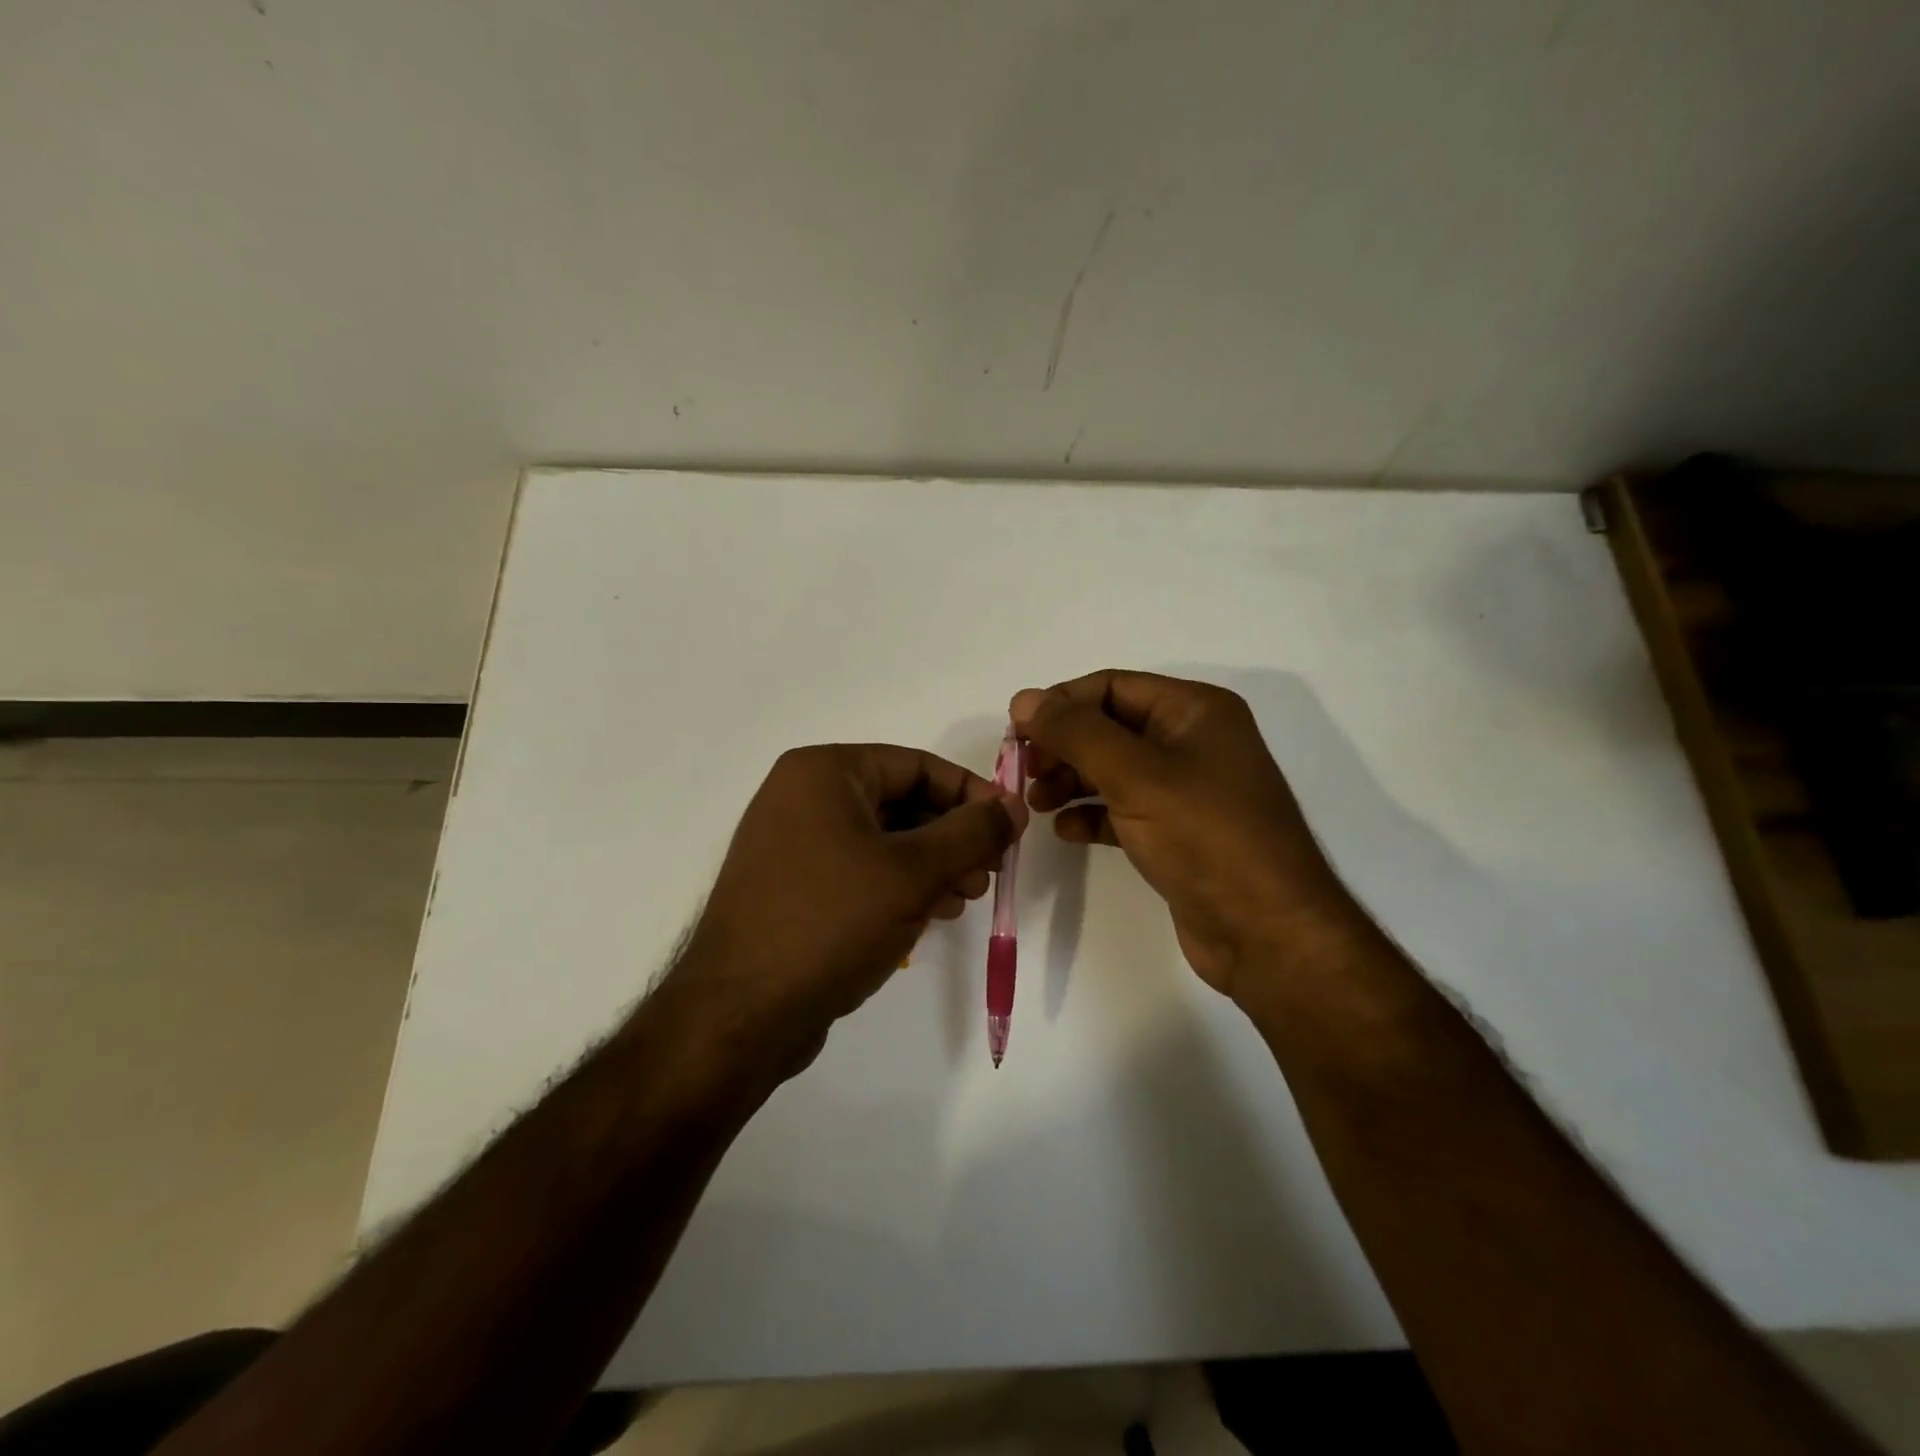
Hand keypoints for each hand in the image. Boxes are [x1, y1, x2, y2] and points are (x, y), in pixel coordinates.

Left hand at [671, 744, 1026, 1075]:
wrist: (740, 1015)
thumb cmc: (830, 922)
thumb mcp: (913, 873)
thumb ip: (972, 832)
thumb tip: (1013, 804)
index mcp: (823, 773)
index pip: (916, 765)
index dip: (970, 794)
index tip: (1009, 828)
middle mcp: (802, 797)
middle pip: (901, 801)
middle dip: (952, 836)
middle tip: (989, 872)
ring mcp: (793, 844)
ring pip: (884, 840)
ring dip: (932, 865)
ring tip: (966, 898)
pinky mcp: (794, 888)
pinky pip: (860, 871)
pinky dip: (900, 886)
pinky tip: (932, 915)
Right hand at [1010, 670, 1355, 1001]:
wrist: (1266, 933)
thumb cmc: (1205, 837)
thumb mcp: (1135, 775)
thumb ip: (1075, 733)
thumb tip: (1024, 698)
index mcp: (1195, 711)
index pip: (1112, 686)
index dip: (1061, 703)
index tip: (1016, 732)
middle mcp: (1193, 741)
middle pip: (1110, 726)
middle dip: (1063, 745)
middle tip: (1024, 771)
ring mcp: (1187, 789)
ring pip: (1113, 769)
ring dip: (1071, 780)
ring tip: (1036, 802)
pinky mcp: (1178, 833)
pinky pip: (1124, 809)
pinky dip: (1092, 814)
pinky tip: (1065, 830)